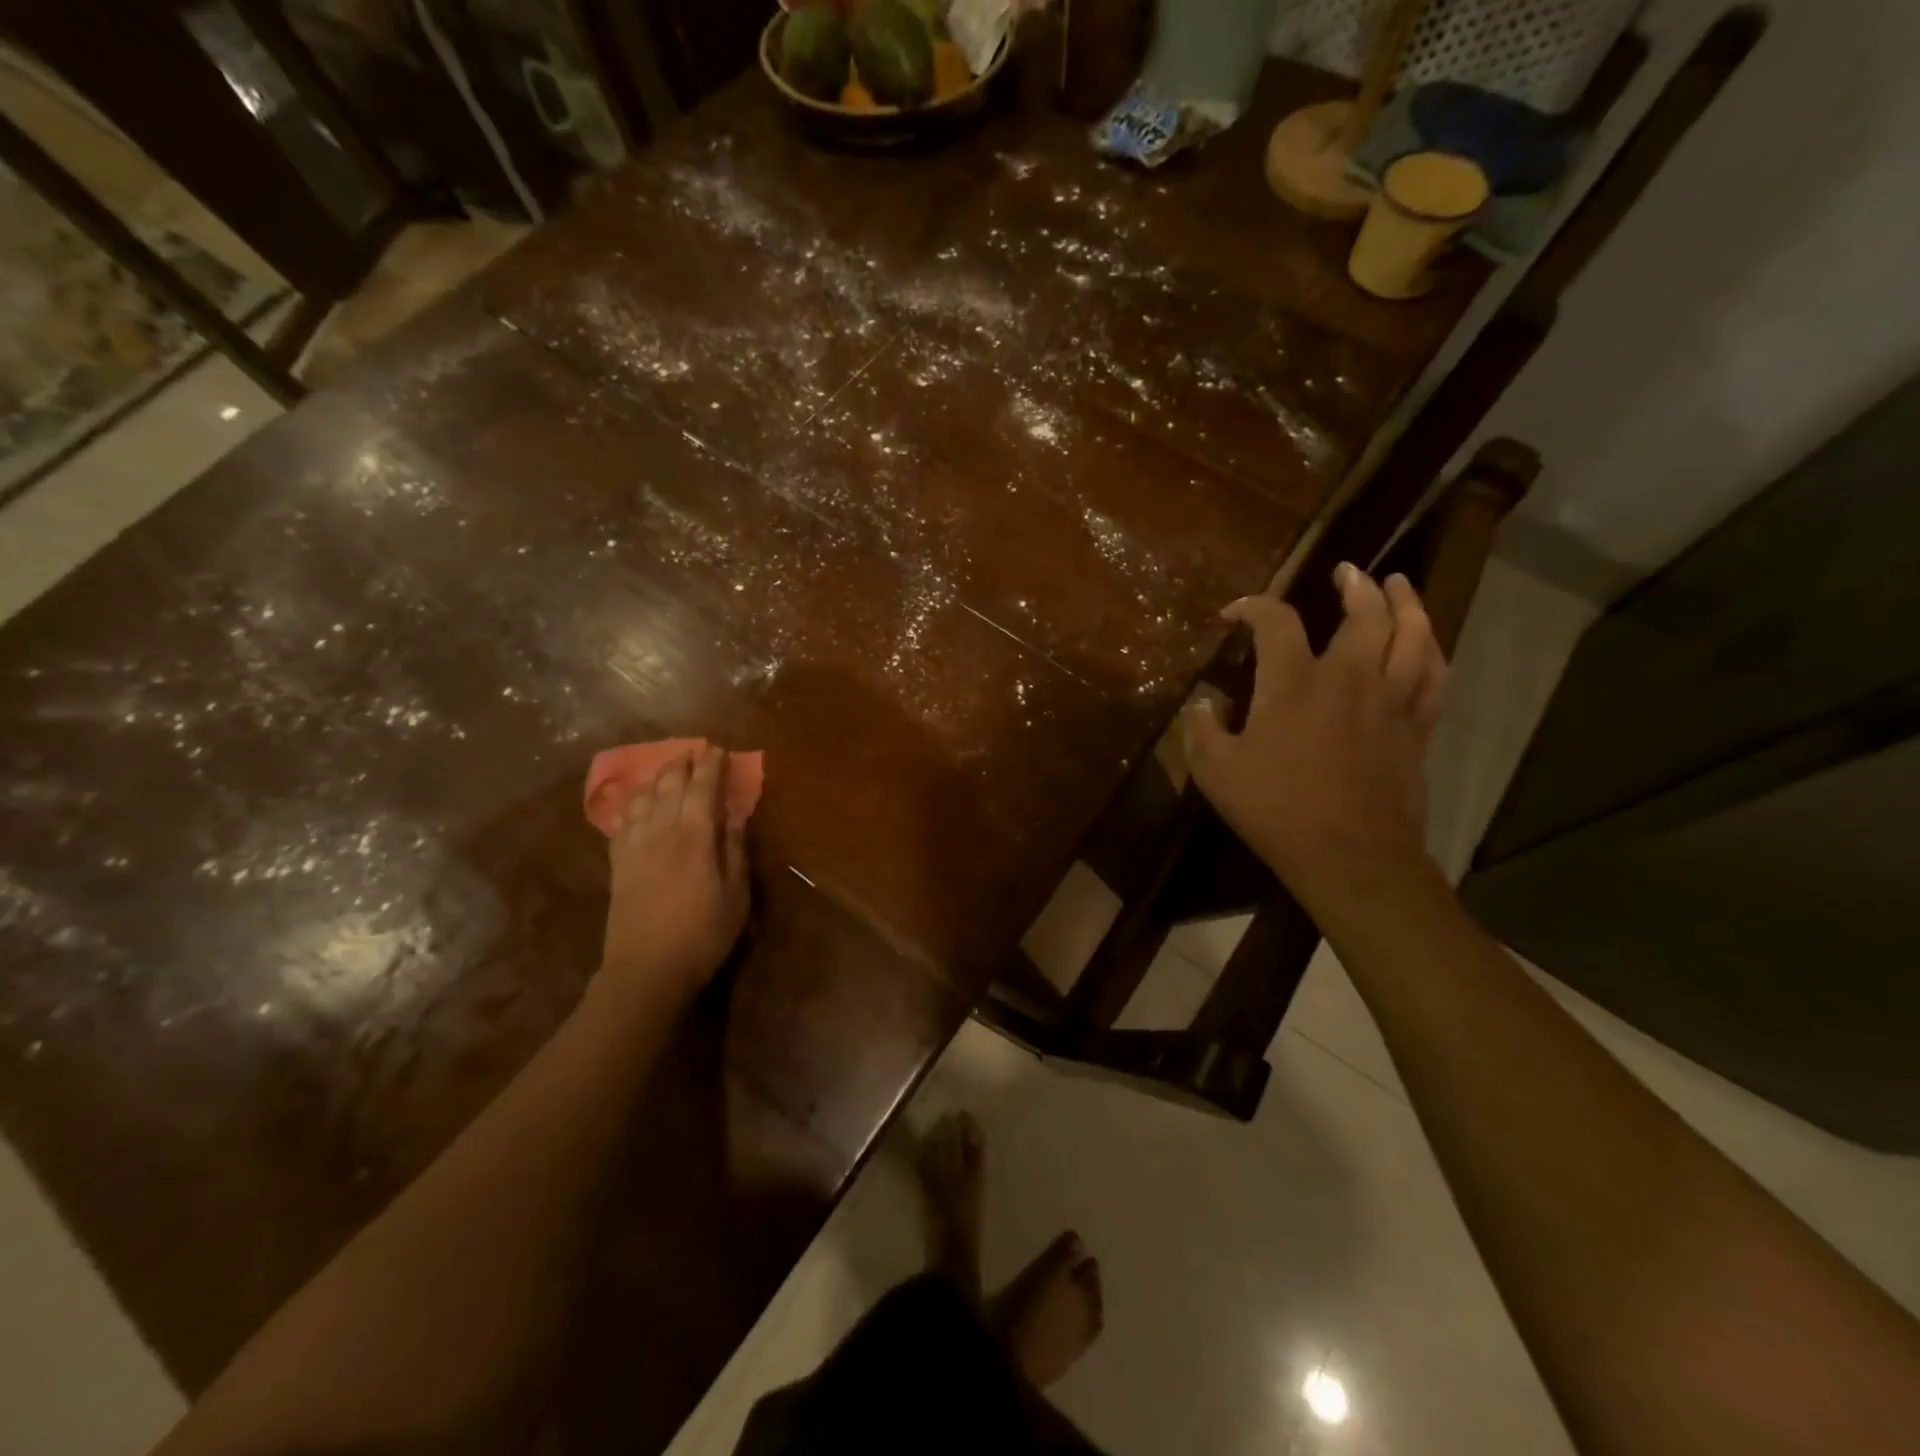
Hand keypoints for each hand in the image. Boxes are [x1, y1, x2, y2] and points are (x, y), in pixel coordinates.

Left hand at [598, 744, 749, 1007]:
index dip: (711, 766)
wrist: (646, 970)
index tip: (718, 748)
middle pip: (669, 787)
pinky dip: (632, 805)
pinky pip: (622, 823)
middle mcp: (661, 832)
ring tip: (665, 769)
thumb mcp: (736, 895)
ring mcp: (635, 848)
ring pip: (642, 800)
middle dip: (681, 765)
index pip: (703, 789)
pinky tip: (636, 803)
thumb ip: (734, 850)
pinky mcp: (618, 866)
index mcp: (695, 837)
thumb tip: (735, 815)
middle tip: (692, 750)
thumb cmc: (703, 934)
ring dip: (655, 779)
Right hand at [1183, 565, 1446, 914]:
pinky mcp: (1416, 728)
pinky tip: (1426, 643)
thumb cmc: (1276, 809)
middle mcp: (1349, 678)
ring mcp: (1391, 701)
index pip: (1276, 622)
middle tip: (1348, 571)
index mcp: (1294, 683)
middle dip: (1355, 585)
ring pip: (1412, 635)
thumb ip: (1202, 731)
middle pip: (1364, 614)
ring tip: (1398, 586)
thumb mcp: (1215, 772)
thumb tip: (1204, 706)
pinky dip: (1430, 650)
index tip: (1234, 613)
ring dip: (1406, 604)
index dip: (1253, 606)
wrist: (1351, 856)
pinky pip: (1434, 676)